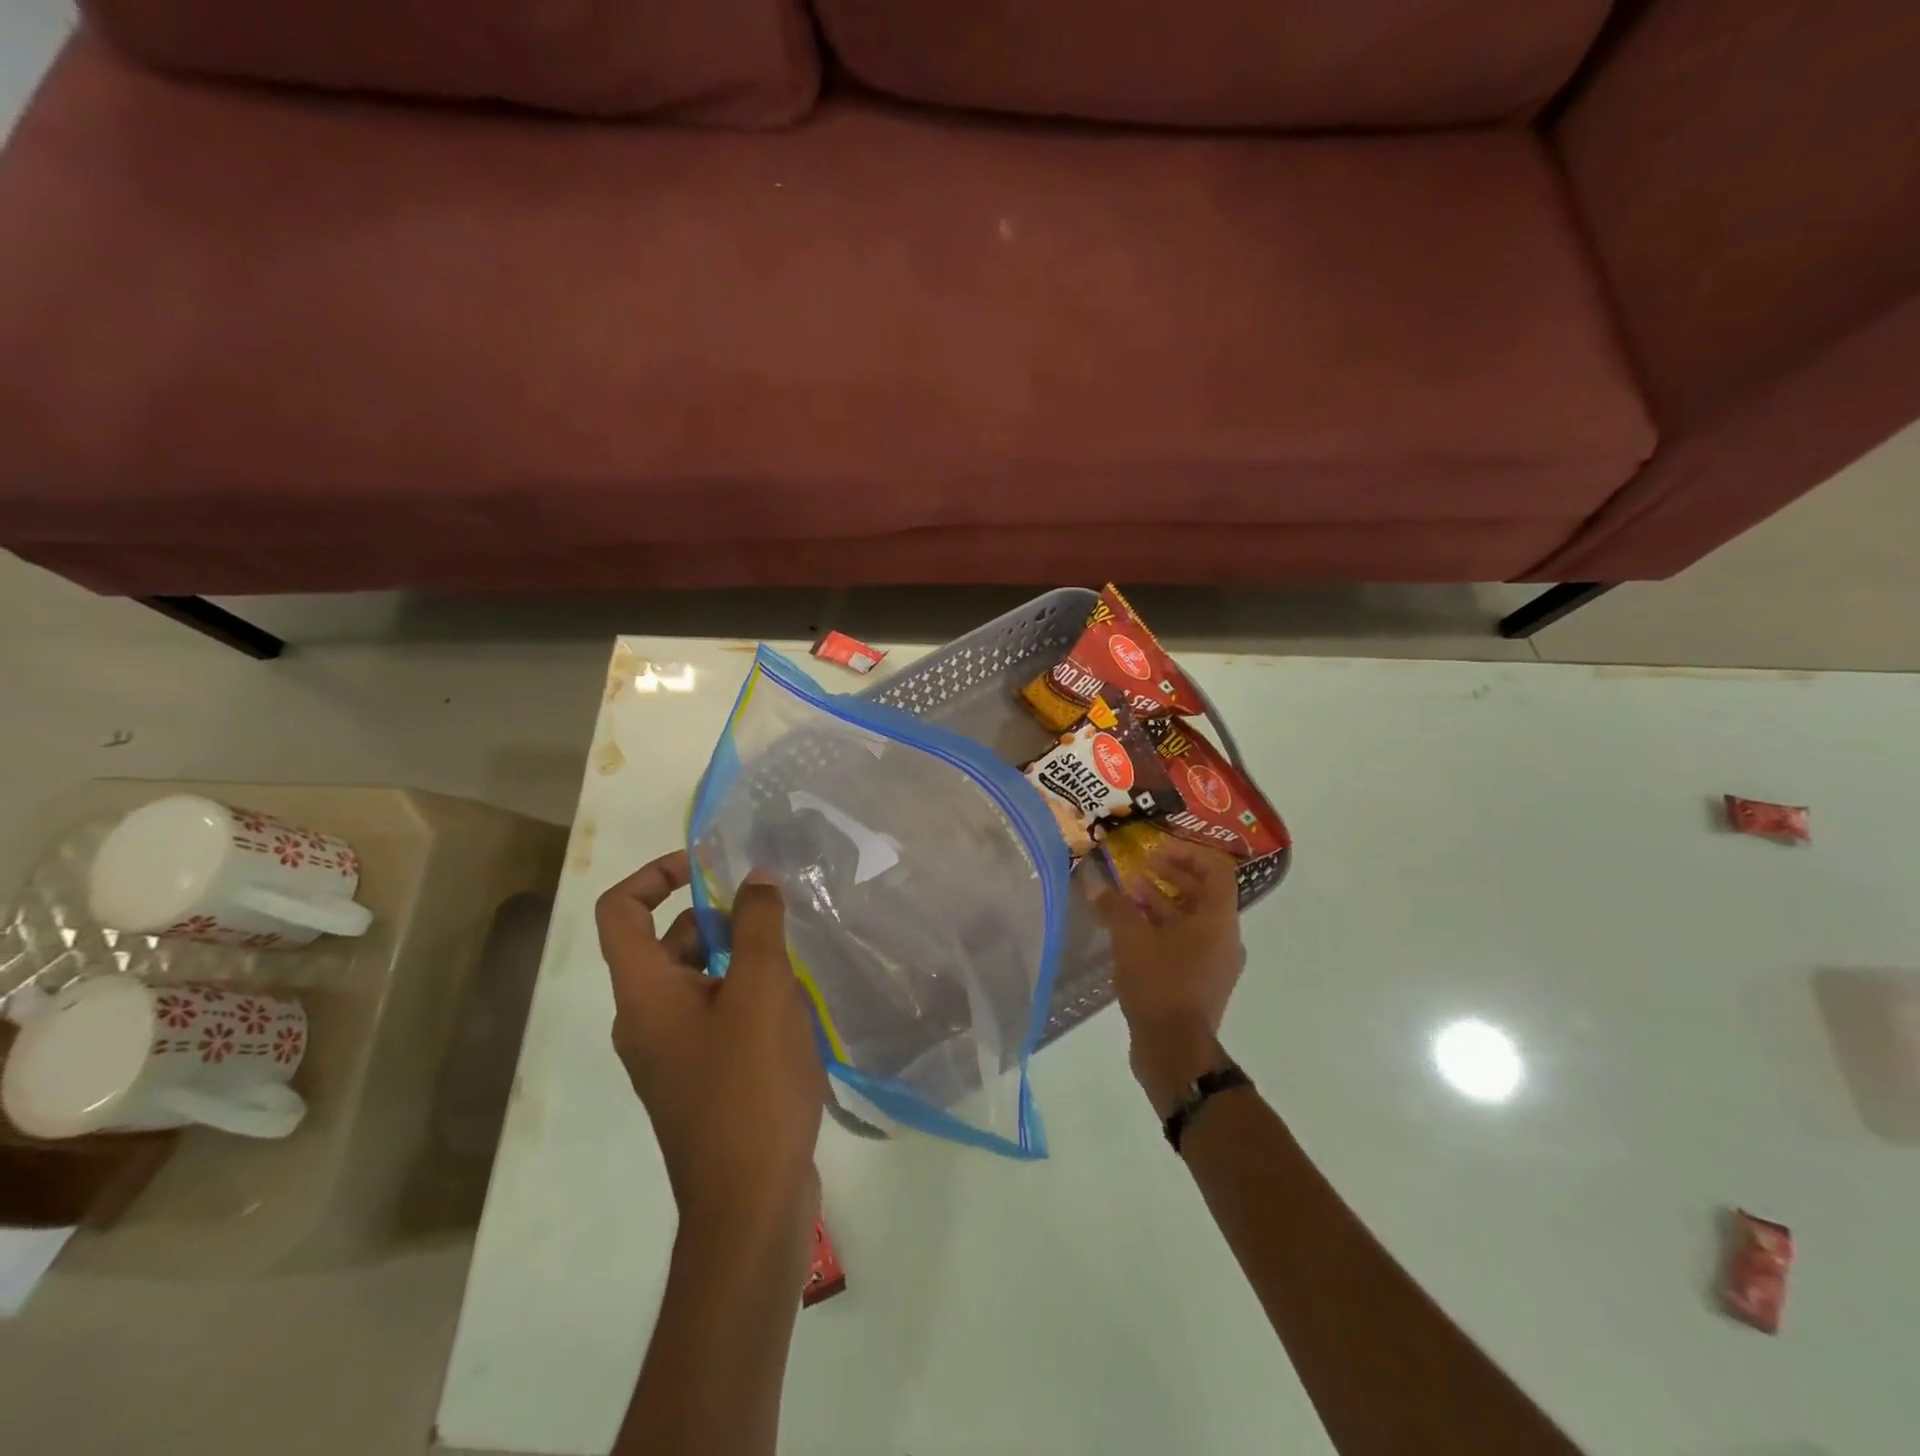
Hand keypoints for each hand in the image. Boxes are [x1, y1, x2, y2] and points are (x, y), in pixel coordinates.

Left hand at [596, 851, 825, 1260]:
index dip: (656, 874)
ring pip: (698, 979)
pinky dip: (746, 994)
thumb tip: (755, 878)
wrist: (750, 1204)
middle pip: (668, 942)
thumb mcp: (760, 991)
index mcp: (643, 994)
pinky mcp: (701, 1080)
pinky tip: (793, 1006)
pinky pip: (716, 1014)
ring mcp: (672, 1054)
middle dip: (719, 916)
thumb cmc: (749, 1087)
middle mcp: (646, 1020)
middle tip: (775, 913)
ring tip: (794, 958)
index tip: (710, 865)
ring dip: (739, 956)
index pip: (621, 910)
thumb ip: (757, 925)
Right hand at [1092, 842, 1244, 1116]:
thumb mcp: (1130, 938)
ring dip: (1163, 903)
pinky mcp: (1201, 983)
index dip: (1187, 853)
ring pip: (1193, 920)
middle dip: (1171, 876)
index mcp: (1218, 919)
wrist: (1175, 1050)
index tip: (1155, 852)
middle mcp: (1224, 937)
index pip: (1216, 869)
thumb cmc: (1160, 983)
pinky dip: (1163, 930)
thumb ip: (1114, 906)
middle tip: (1139, 869)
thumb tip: (1095, 884)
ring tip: (1129, 897)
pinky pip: (1186, 944)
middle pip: (1204, 893)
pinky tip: (1131, 933)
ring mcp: (1215, 963)